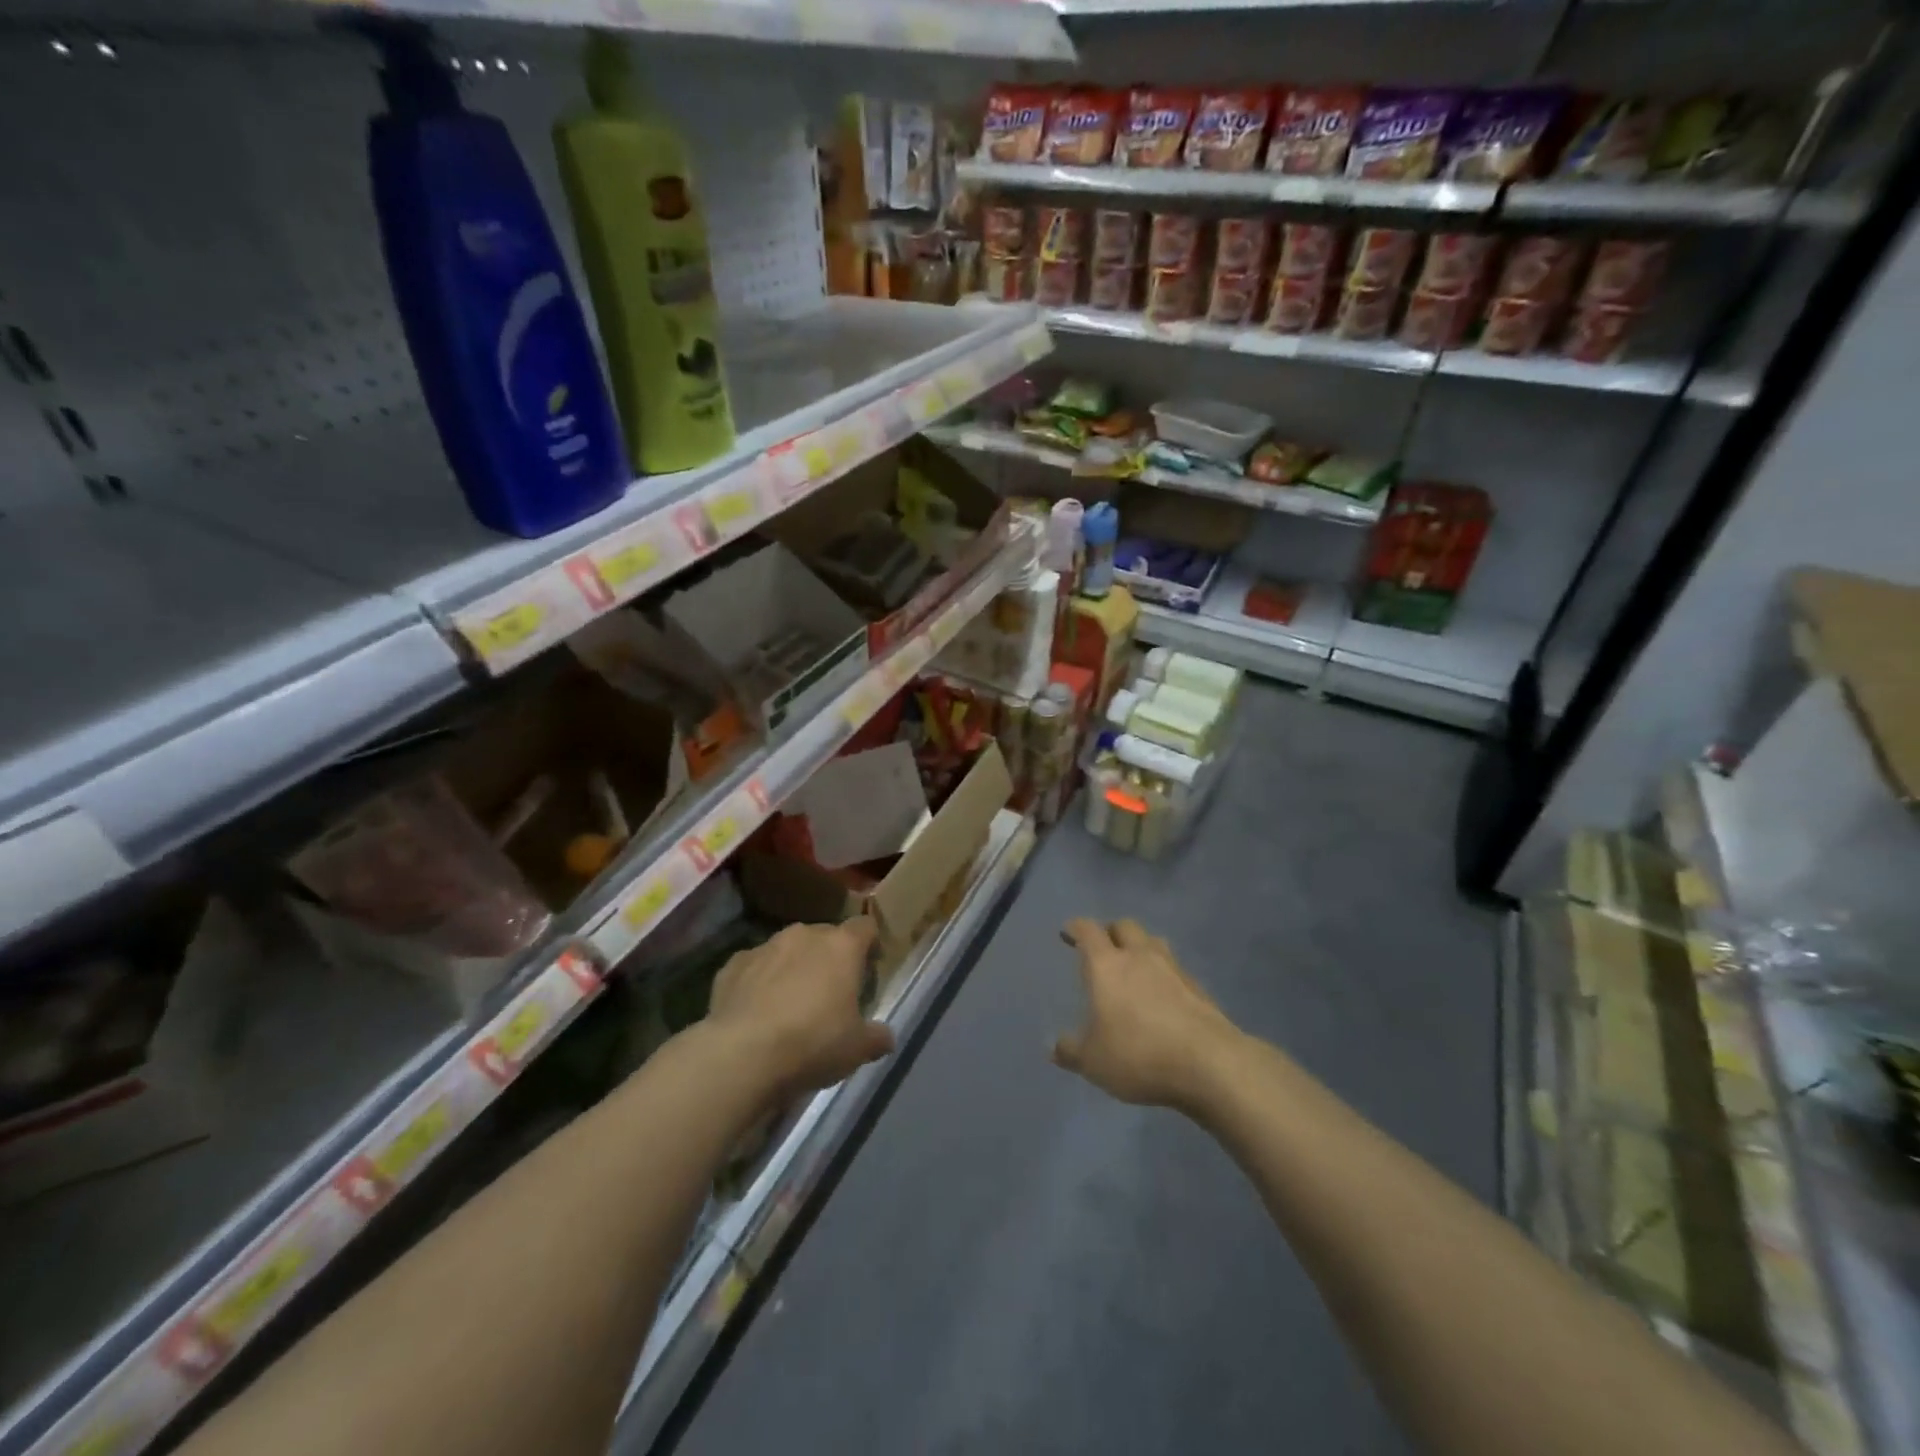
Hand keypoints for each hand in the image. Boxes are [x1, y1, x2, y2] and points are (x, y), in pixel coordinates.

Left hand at [705, 919, 894, 1101]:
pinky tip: (757, 1012)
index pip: (865, 927)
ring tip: (791, 1004)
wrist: (742, 1055)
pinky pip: (754, 967)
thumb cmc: (813, 1043)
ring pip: (787, 949)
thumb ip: (876, 1037)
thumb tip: (886, 1037)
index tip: (870, 967)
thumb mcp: (857, 1049)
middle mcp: (804, 935)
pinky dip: (759, 982)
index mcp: (842, 946)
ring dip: (793, 967)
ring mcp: (765, 947)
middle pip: (825, 936)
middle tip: (831, 992)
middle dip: (829, 958)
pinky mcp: (732, 965)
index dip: (870, 944)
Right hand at [1052, 918, 1239, 1110]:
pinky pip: (1175, 969)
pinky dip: (1164, 974)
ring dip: (1140, 947)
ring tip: (1134, 966)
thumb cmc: (1138, 1055)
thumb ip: (1071, 1051)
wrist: (1210, 1063)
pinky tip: (1162, 996)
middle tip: (1103, 947)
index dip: (1076, 928)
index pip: (1088, 931)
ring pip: (1153, 942)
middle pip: (1124, 926)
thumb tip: (1053, 1046)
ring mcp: (1173, 969)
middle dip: (1110, 932)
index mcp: (1107, 966)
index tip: (1068, 932)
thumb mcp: (1093, 1062)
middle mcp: (1139, 957)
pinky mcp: (1199, 988)